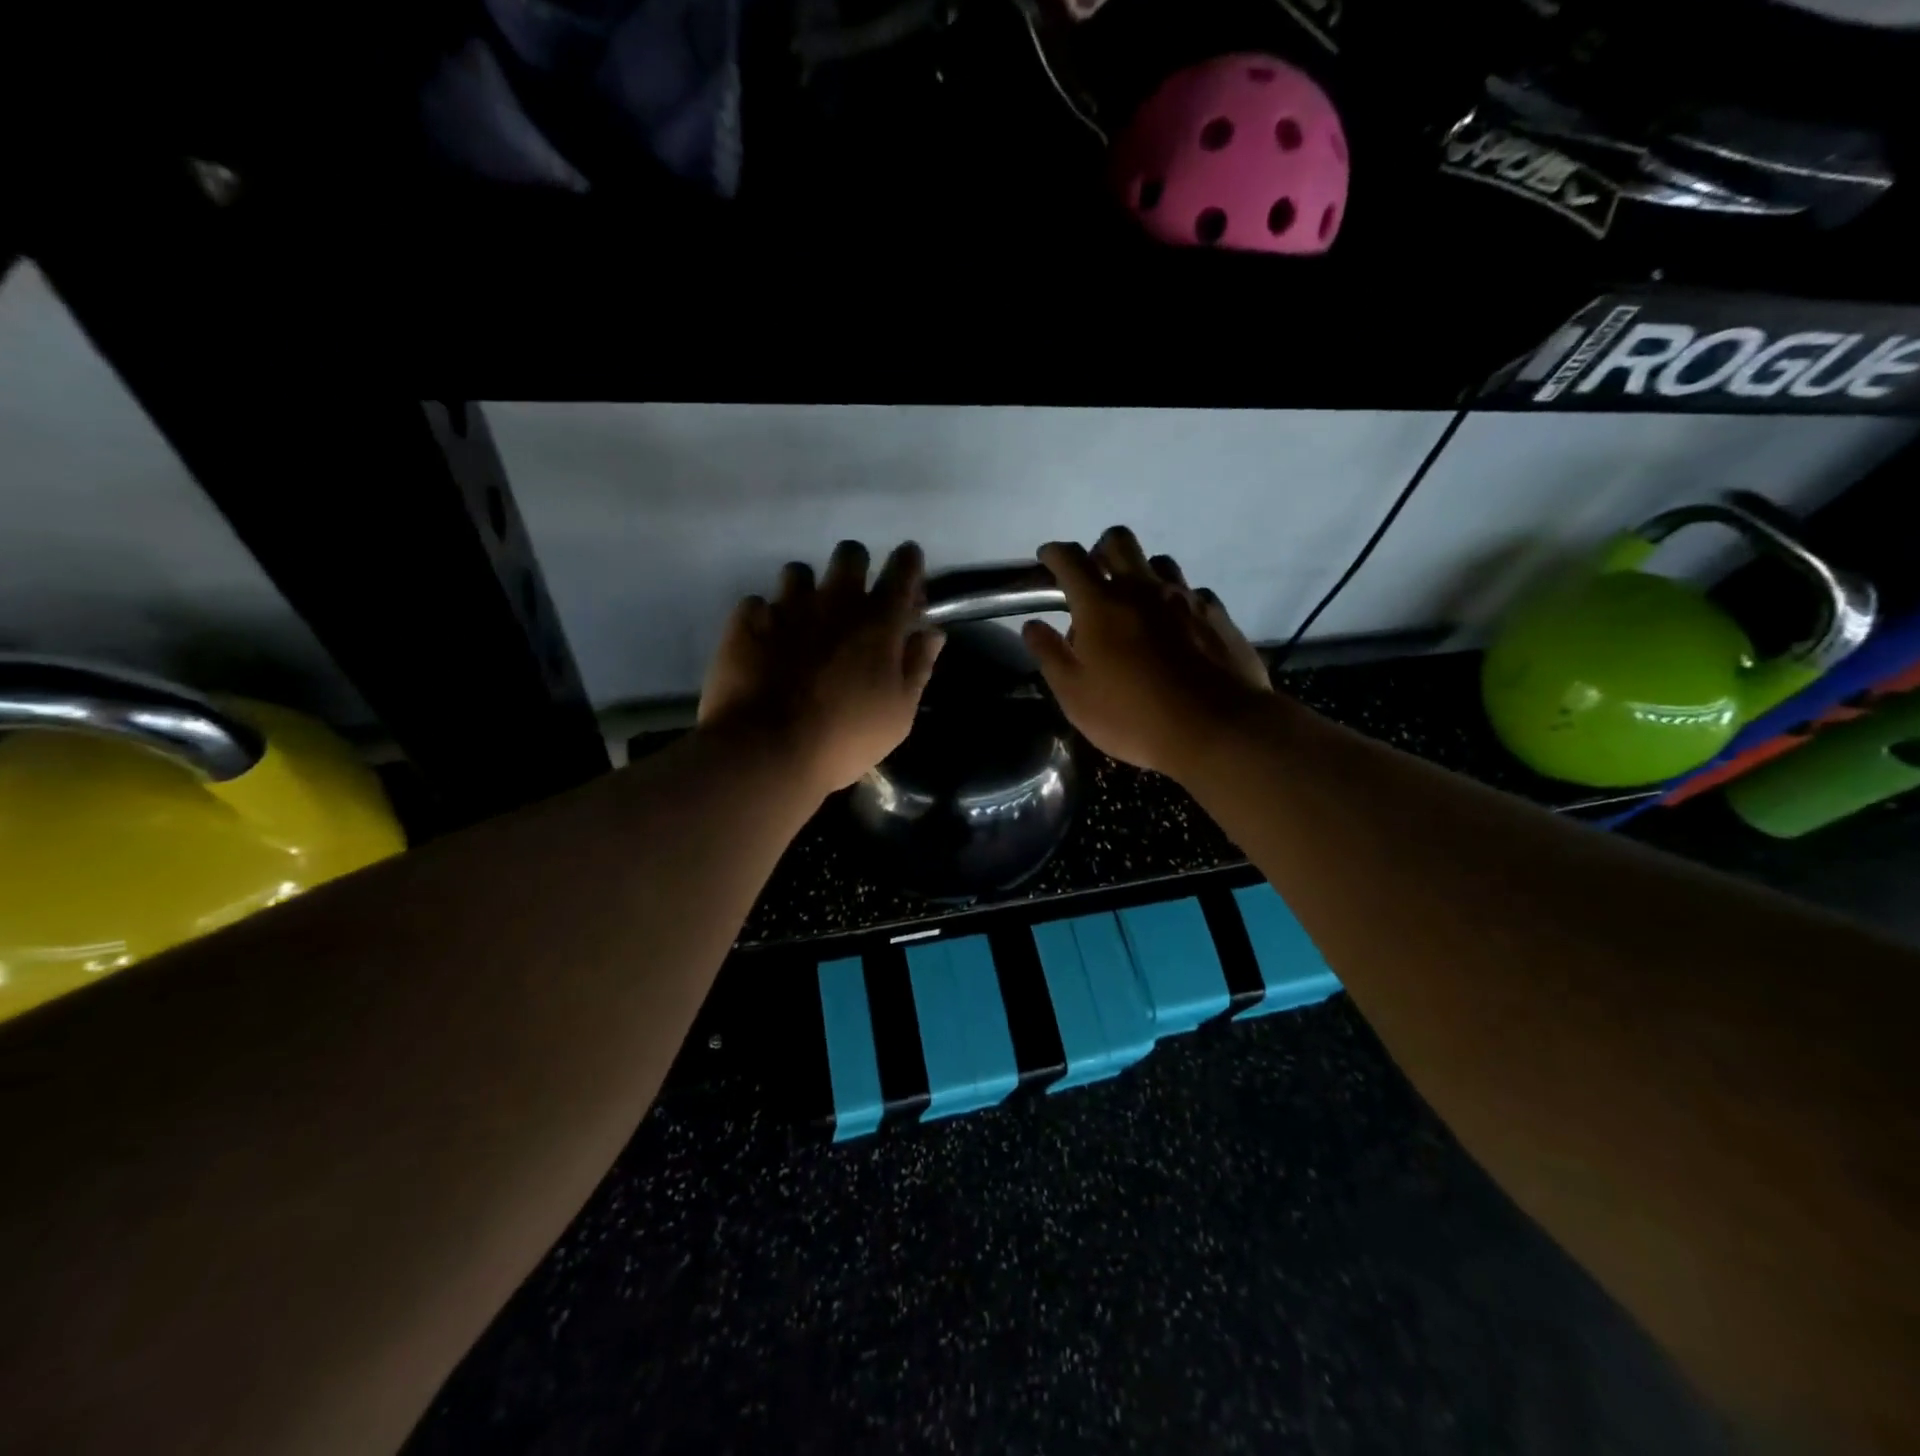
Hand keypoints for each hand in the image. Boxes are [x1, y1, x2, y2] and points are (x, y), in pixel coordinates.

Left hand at [699, 540, 945, 793]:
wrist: (766, 751)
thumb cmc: (845, 739)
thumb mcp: (898, 714)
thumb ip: (917, 667)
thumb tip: (931, 633)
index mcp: (879, 623)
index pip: (903, 569)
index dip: (909, 562)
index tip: (907, 568)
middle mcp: (835, 602)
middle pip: (850, 554)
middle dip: (856, 568)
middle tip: (852, 600)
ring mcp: (787, 608)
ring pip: (798, 571)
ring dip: (805, 590)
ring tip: (803, 620)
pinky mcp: (747, 622)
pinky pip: (757, 603)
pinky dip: (764, 617)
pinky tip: (765, 641)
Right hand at [1022, 526, 1272, 777]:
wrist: (1216, 729)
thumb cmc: (1132, 715)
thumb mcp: (1075, 695)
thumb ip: (1050, 655)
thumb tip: (1032, 625)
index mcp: (1101, 604)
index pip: (1070, 560)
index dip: (1054, 553)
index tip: (1047, 557)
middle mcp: (1142, 589)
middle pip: (1119, 541)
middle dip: (1099, 549)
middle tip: (1093, 576)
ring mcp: (1185, 598)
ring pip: (1159, 561)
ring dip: (1141, 572)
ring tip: (1136, 602)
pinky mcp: (1217, 615)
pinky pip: (1193, 591)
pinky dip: (1177, 600)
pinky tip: (1176, 626)